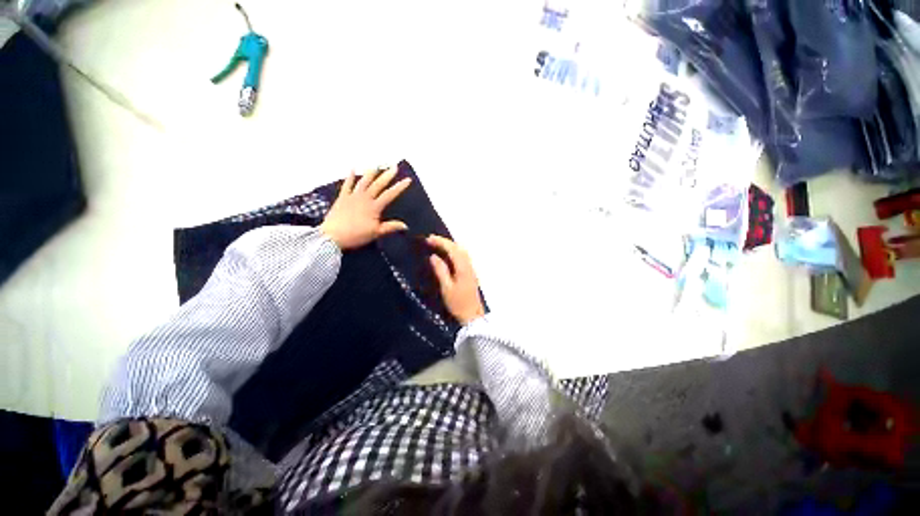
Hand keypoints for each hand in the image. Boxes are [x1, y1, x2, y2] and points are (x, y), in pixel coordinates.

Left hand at [319, 167, 411, 249]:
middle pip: (378, 185)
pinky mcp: (342, 198)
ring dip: (371, 173)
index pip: (390, 195)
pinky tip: (352, 168)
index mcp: (374, 207)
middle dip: (387, 175)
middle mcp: (365, 198)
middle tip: (394, 166)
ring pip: (364, 182)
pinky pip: (347, 184)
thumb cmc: (356, 235)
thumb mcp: (376, 233)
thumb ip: (391, 227)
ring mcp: (352, 196)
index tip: (408, 179)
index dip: (399, 187)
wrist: (333, 236)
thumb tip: (406, 226)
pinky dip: (350, 176)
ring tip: (377, 165)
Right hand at [427, 235, 485, 324]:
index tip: (429, 239)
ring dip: (450, 245)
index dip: (441, 242)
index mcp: (463, 268)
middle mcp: (469, 265)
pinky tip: (447, 255)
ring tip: (437, 244)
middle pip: (458, 247)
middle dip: (445, 241)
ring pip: (462, 251)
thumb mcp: (446, 288)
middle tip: (431, 240)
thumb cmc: (457, 304)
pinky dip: (454, 251)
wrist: (472, 315)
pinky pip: (463, 256)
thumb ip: (440, 271)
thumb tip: (434, 256)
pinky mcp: (471, 273)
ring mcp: (471, 269)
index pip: (452, 249)